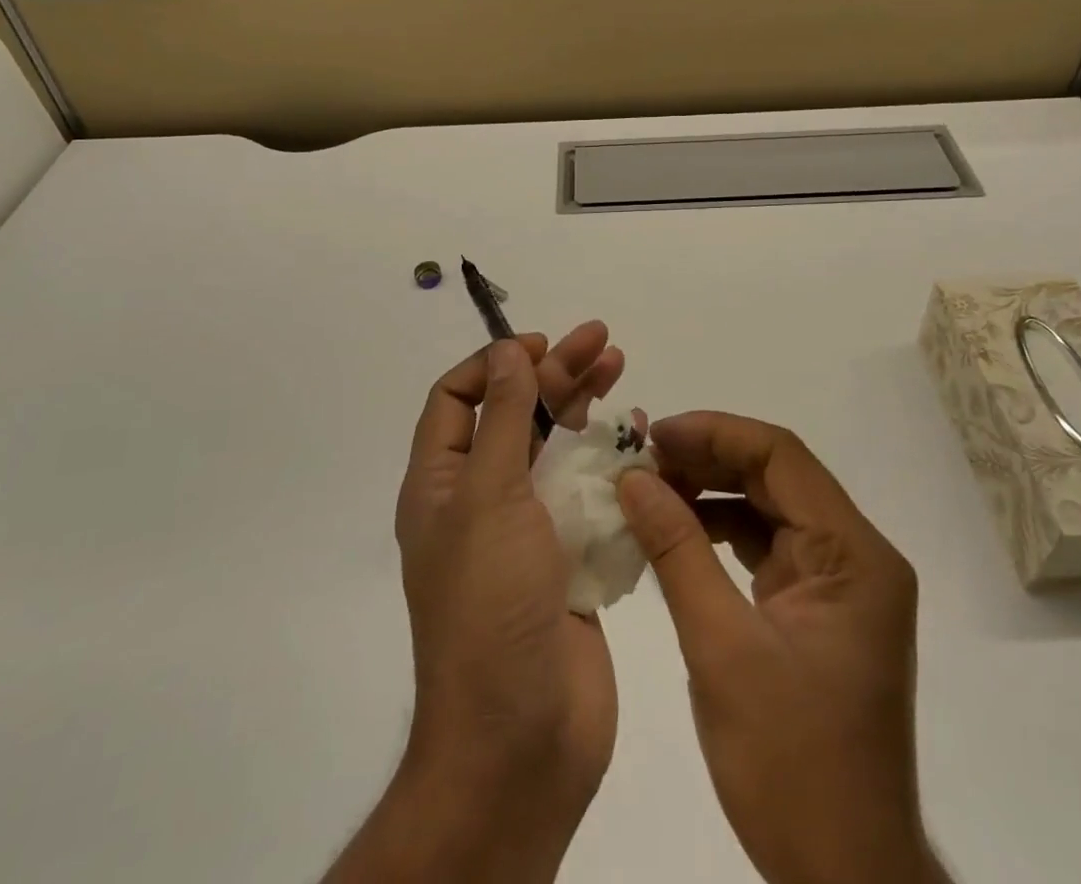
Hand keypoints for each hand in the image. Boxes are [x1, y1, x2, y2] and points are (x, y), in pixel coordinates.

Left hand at [383, 325, 626, 879]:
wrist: (521, 740)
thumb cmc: (490, 606)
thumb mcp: (487, 497)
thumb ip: (503, 419)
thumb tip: (506, 350)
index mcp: (442, 483)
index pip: (457, 399)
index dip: (495, 363)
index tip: (540, 344)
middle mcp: (481, 499)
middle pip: (517, 414)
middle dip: (555, 372)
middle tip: (601, 340)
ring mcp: (528, 530)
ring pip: (556, 448)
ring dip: (585, 407)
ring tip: (621, 367)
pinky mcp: (570, 556)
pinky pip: (589, 493)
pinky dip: (610, 460)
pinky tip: (638, 435)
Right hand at [618, 413, 946, 883]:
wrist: (844, 878)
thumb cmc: (791, 764)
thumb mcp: (722, 649)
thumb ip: (677, 551)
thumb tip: (633, 478)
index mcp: (854, 556)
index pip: (782, 456)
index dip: (715, 433)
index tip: (654, 436)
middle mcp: (856, 556)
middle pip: (776, 476)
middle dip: (707, 459)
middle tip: (642, 460)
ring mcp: (839, 583)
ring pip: (769, 506)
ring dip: (710, 492)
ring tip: (650, 489)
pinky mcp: (818, 608)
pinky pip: (767, 545)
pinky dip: (721, 531)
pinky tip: (677, 531)